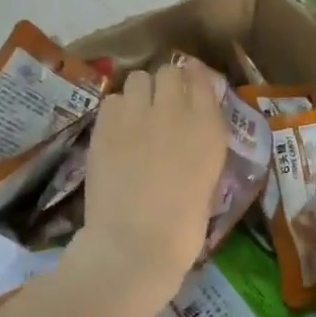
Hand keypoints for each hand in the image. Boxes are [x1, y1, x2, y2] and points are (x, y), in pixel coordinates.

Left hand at [75, 58, 227, 297]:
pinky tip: (116, 131)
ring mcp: (138, 115)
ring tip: (136, 116)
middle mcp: (176, 112)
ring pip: (138, 78)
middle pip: (169, 71)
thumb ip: (201, 147)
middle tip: (160, 105)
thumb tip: (190, 132)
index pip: (203, 80)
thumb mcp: (208, 181)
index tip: (189, 87)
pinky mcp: (106, 125)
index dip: (194, 79)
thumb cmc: (182, 229)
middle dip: (166, 84)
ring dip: (139, 93)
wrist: (135, 245)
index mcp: (209, 129)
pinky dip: (116, 110)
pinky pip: (113, 100)